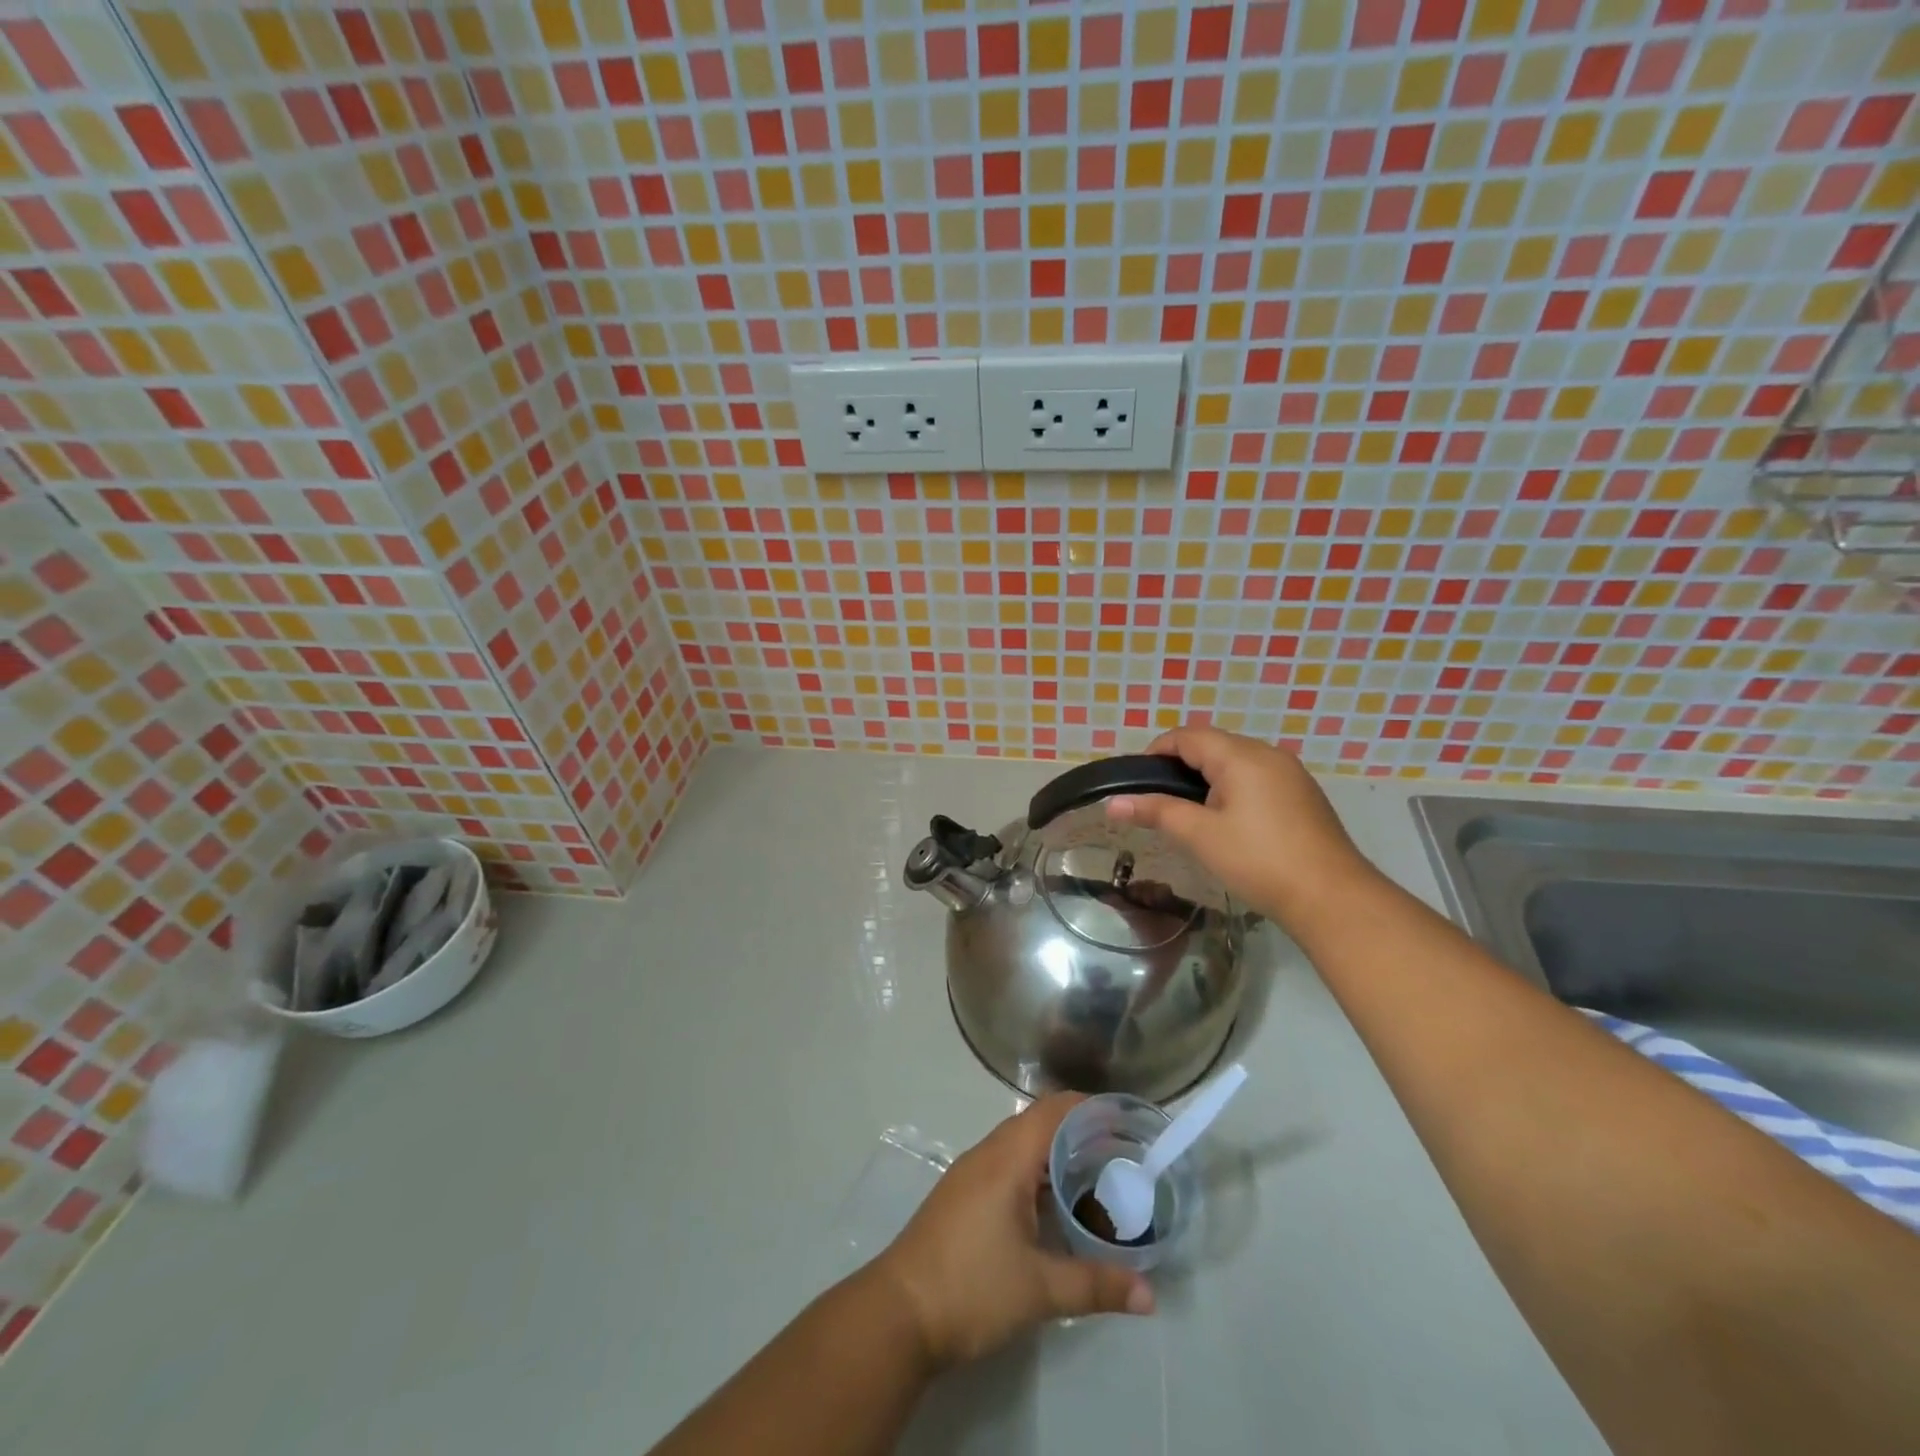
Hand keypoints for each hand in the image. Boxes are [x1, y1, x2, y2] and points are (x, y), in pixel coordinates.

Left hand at [873, 1094, 1153, 1368]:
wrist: (899, 1313)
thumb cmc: (971, 1288)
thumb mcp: (1040, 1289)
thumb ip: (1096, 1285)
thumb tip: (1149, 1295)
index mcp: (1007, 1158)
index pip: (1054, 1110)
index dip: (1090, 1107)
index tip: (1126, 1121)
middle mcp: (988, 1154)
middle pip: (1039, 1123)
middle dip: (1080, 1131)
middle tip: (1121, 1153)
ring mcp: (971, 1174)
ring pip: (1022, 1145)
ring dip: (1056, 1153)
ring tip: (1098, 1177)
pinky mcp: (963, 1195)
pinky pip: (1008, 1165)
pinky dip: (1037, 1173)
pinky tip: (1055, 1206)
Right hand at [1105, 722, 1375, 927]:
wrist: (1332, 897)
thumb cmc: (1259, 860)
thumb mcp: (1200, 836)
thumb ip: (1156, 812)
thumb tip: (1112, 803)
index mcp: (1241, 756)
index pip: (1188, 736)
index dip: (1157, 751)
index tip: (1137, 781)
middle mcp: (1267, 754)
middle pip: (1212, 745)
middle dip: (1181, 765)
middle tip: (1159, 802)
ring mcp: (1290, 773)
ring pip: (1236, 761)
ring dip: (1207, 777)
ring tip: (1189, 813)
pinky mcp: (1302, 794)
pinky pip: (1257, 777)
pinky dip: (1233, 787)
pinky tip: (1228, 821)